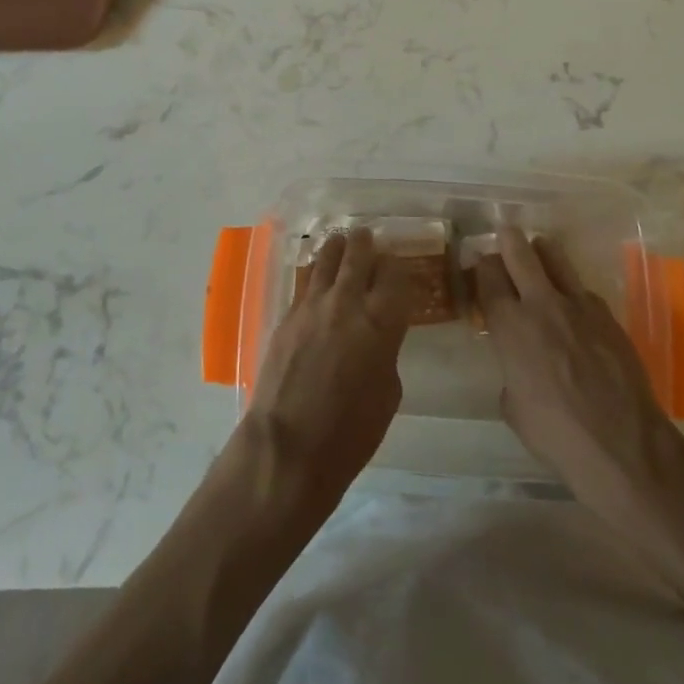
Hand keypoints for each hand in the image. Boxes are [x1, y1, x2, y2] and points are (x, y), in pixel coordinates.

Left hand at [241, 229, 416, 505]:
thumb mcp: (388, 392)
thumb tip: (378, 335)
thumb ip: (386, 351)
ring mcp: (312, 307)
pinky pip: (305, 283)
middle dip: (365, 244)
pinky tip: (317, 274)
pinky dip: (315, 273)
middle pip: (358, 257)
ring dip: (337, 249)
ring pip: (326, 261)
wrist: (289, 447)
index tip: (397, 266)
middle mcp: (347, 303)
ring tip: (341, 241)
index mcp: (380, 322)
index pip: (394, 275)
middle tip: (367, 236)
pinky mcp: (286, 316)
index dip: (397, 267)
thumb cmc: (351, 433)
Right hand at [474, 226, 679, 509]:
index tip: (479, 264)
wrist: (623, 446)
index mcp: (510, 326)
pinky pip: (582, 289)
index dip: (481, 265)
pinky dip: (570, 290)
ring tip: (537, 253)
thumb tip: (518, 366)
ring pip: (555, 256)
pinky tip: (572, 308)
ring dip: (541, 251)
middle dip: (507, 239)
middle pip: (519, 252)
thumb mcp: (513, 407)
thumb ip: (510, 372)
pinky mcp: (608, 314)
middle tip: (504, 234)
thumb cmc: (556, 435)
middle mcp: (541, 304)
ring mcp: (579, 305)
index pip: (488, 276)